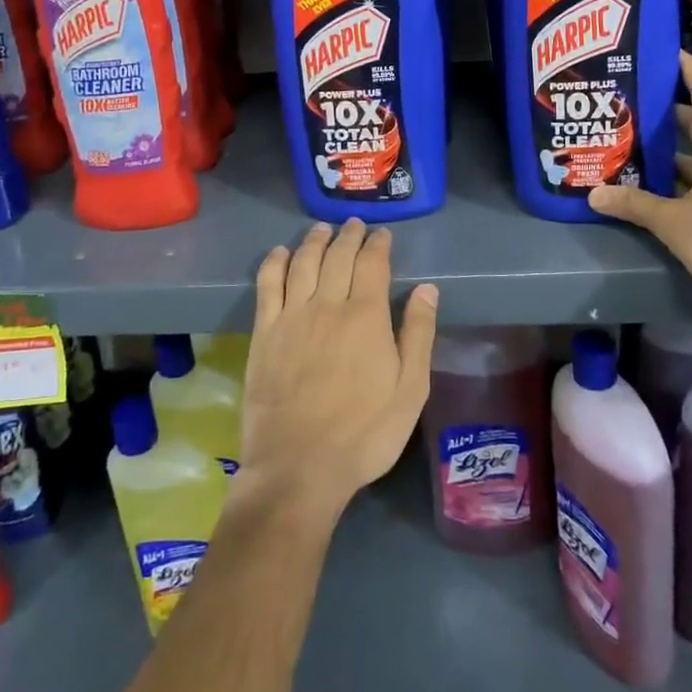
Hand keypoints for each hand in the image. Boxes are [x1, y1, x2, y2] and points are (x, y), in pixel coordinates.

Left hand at [238, 220, 437, 518]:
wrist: (299, 466)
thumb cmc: (364, 433)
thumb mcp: (410, 390)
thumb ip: (419, 335)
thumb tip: (427, 290)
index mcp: (366, 316)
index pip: (372, 264)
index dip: (378, 244)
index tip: (382, 235)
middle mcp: (328, 305)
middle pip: (337, 256)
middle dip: (348, 236)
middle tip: (354, 225)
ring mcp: (292, 317)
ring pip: (303, 263)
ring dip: (314, 241)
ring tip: (322, 230)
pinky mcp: (264, 333)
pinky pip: (268, 285)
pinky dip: (275, 263)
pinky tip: (280, 253)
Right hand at [590, 52, 691, 304]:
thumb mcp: (673, 222)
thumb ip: (634, 204)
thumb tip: (594, 194)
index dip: (688, 69)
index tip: (668, 52)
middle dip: (671, 114)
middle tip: (636, 106)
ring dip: (679, 150)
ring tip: (640, 147)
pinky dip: (691, 175)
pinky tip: (663, 187)